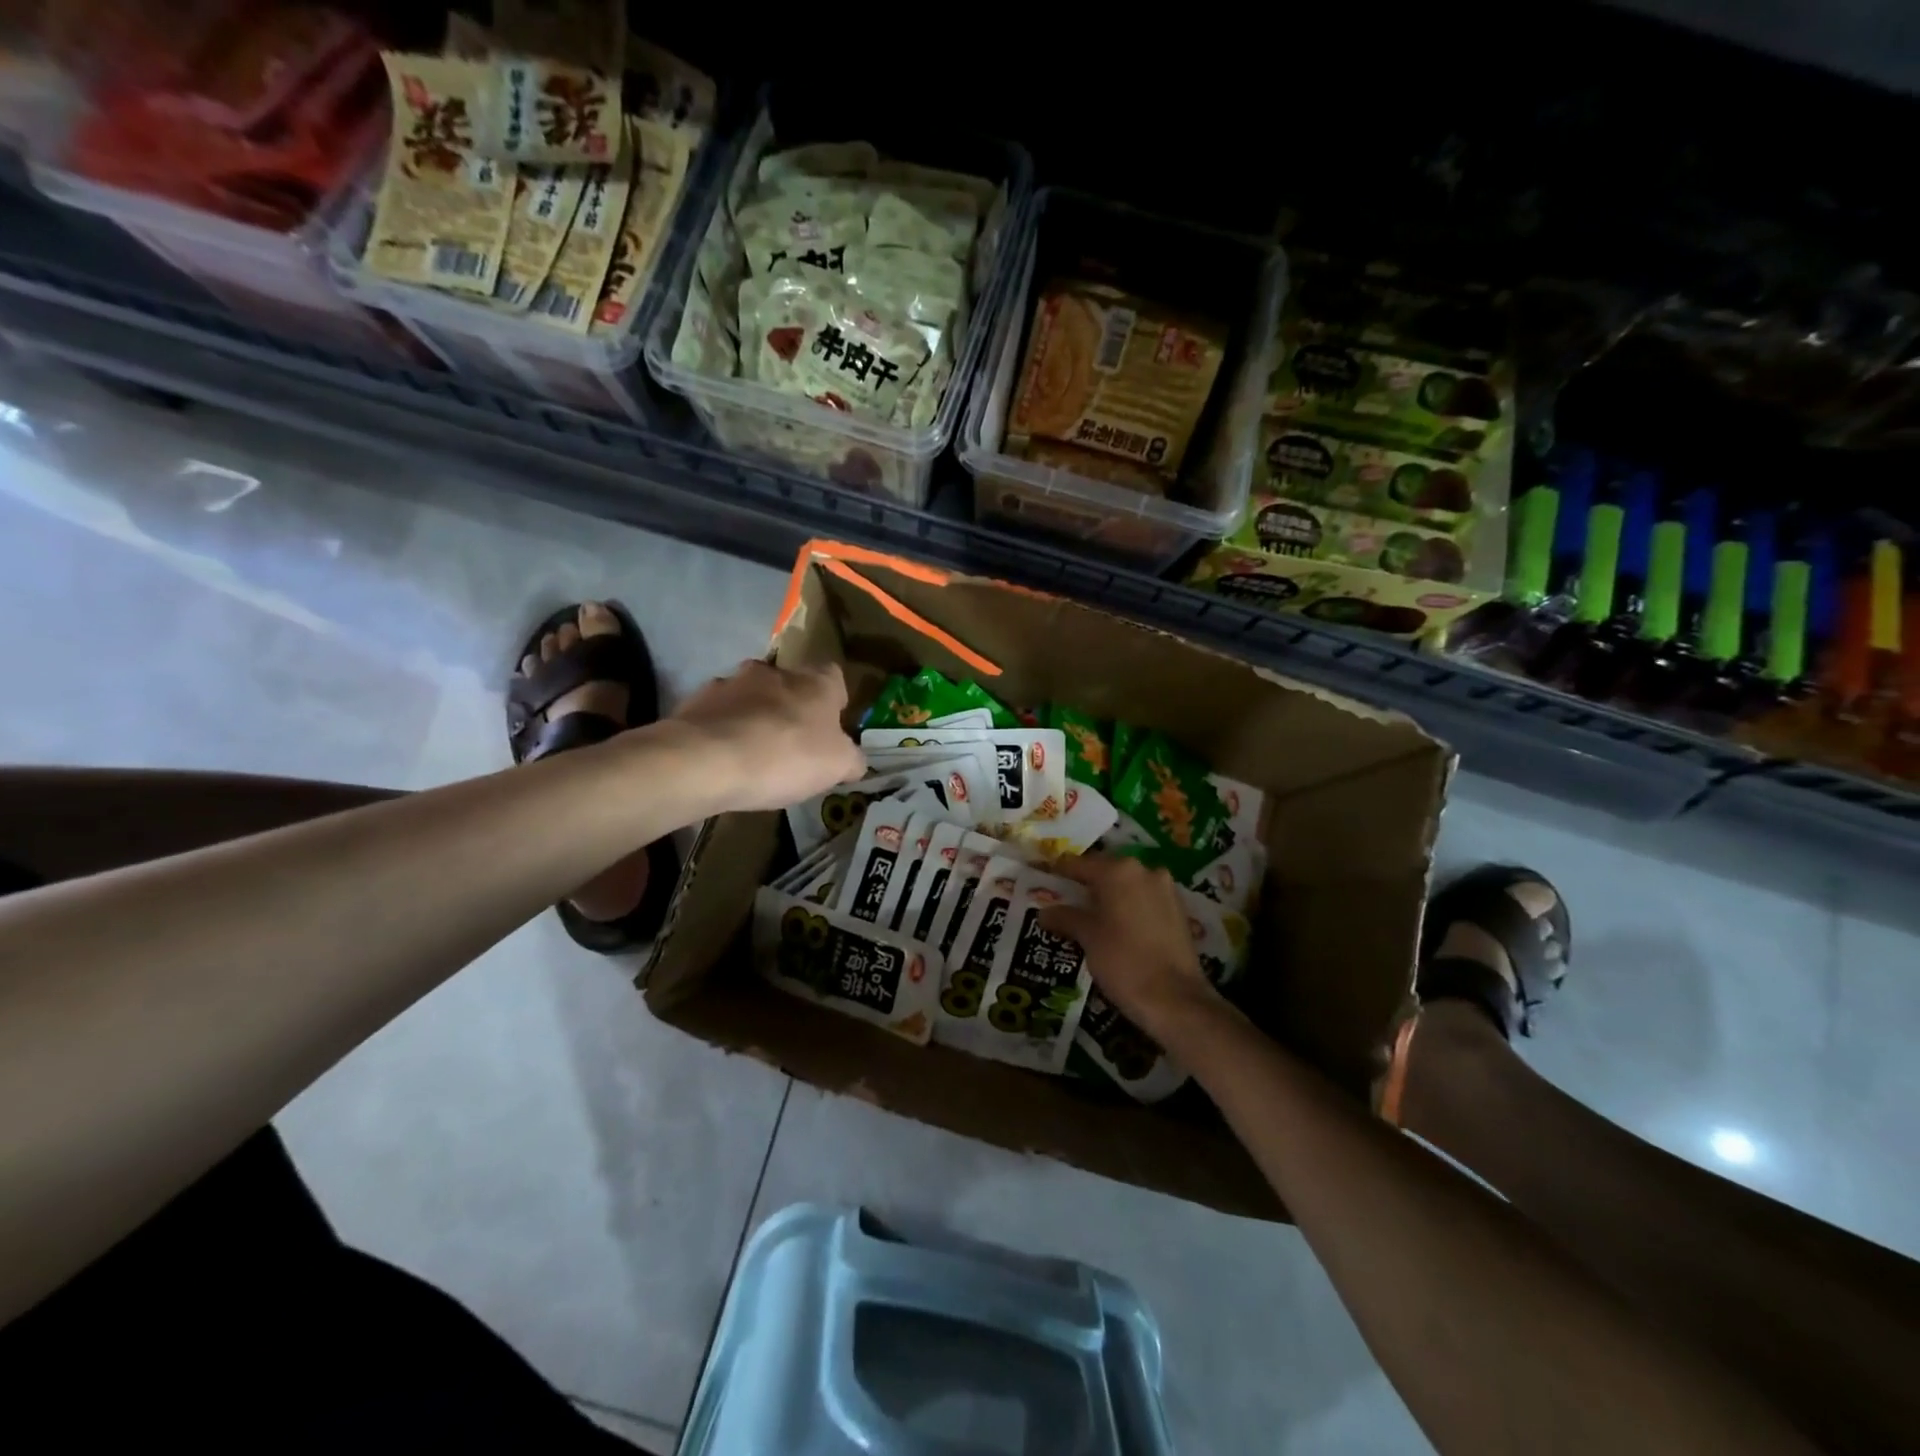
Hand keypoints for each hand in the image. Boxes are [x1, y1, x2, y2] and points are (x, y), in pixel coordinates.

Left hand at [672, 660, 866, 812]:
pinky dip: (723, 732)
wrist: (705, 761)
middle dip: (790, 709)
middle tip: (792, 745)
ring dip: (754, 718)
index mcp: (815, 682)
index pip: (833, 677)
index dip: (834, 702)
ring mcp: (730, 682)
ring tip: (752, 756)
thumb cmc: (785, 757)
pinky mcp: (695, 702)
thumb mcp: (837, 766)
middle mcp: (773, 671)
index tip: (830, 728)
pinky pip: (718, 715)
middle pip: (789, 685)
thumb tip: (855, 760)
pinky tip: (723, 761)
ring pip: (750, 697)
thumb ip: (852, 760)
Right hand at [1039, 854, 1227, 1046]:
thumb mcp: (1087, 937)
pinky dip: (1128, 907)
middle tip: (1064, 901)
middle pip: (1105, 871)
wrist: (1175, 1000)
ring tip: (1089, 917)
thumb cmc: (1123, 961)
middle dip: (1085, 885)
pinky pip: (1144, 900)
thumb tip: (1043, 912)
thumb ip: (1064, 917)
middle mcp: (1144, 870)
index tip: (1042, 881)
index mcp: (1118, 870)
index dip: (1058, 872)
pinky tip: (1116, 927)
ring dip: (1108, 897)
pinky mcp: (1178, 910)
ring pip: (1127, 886)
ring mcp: (1166, 889)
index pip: (1078, 864)